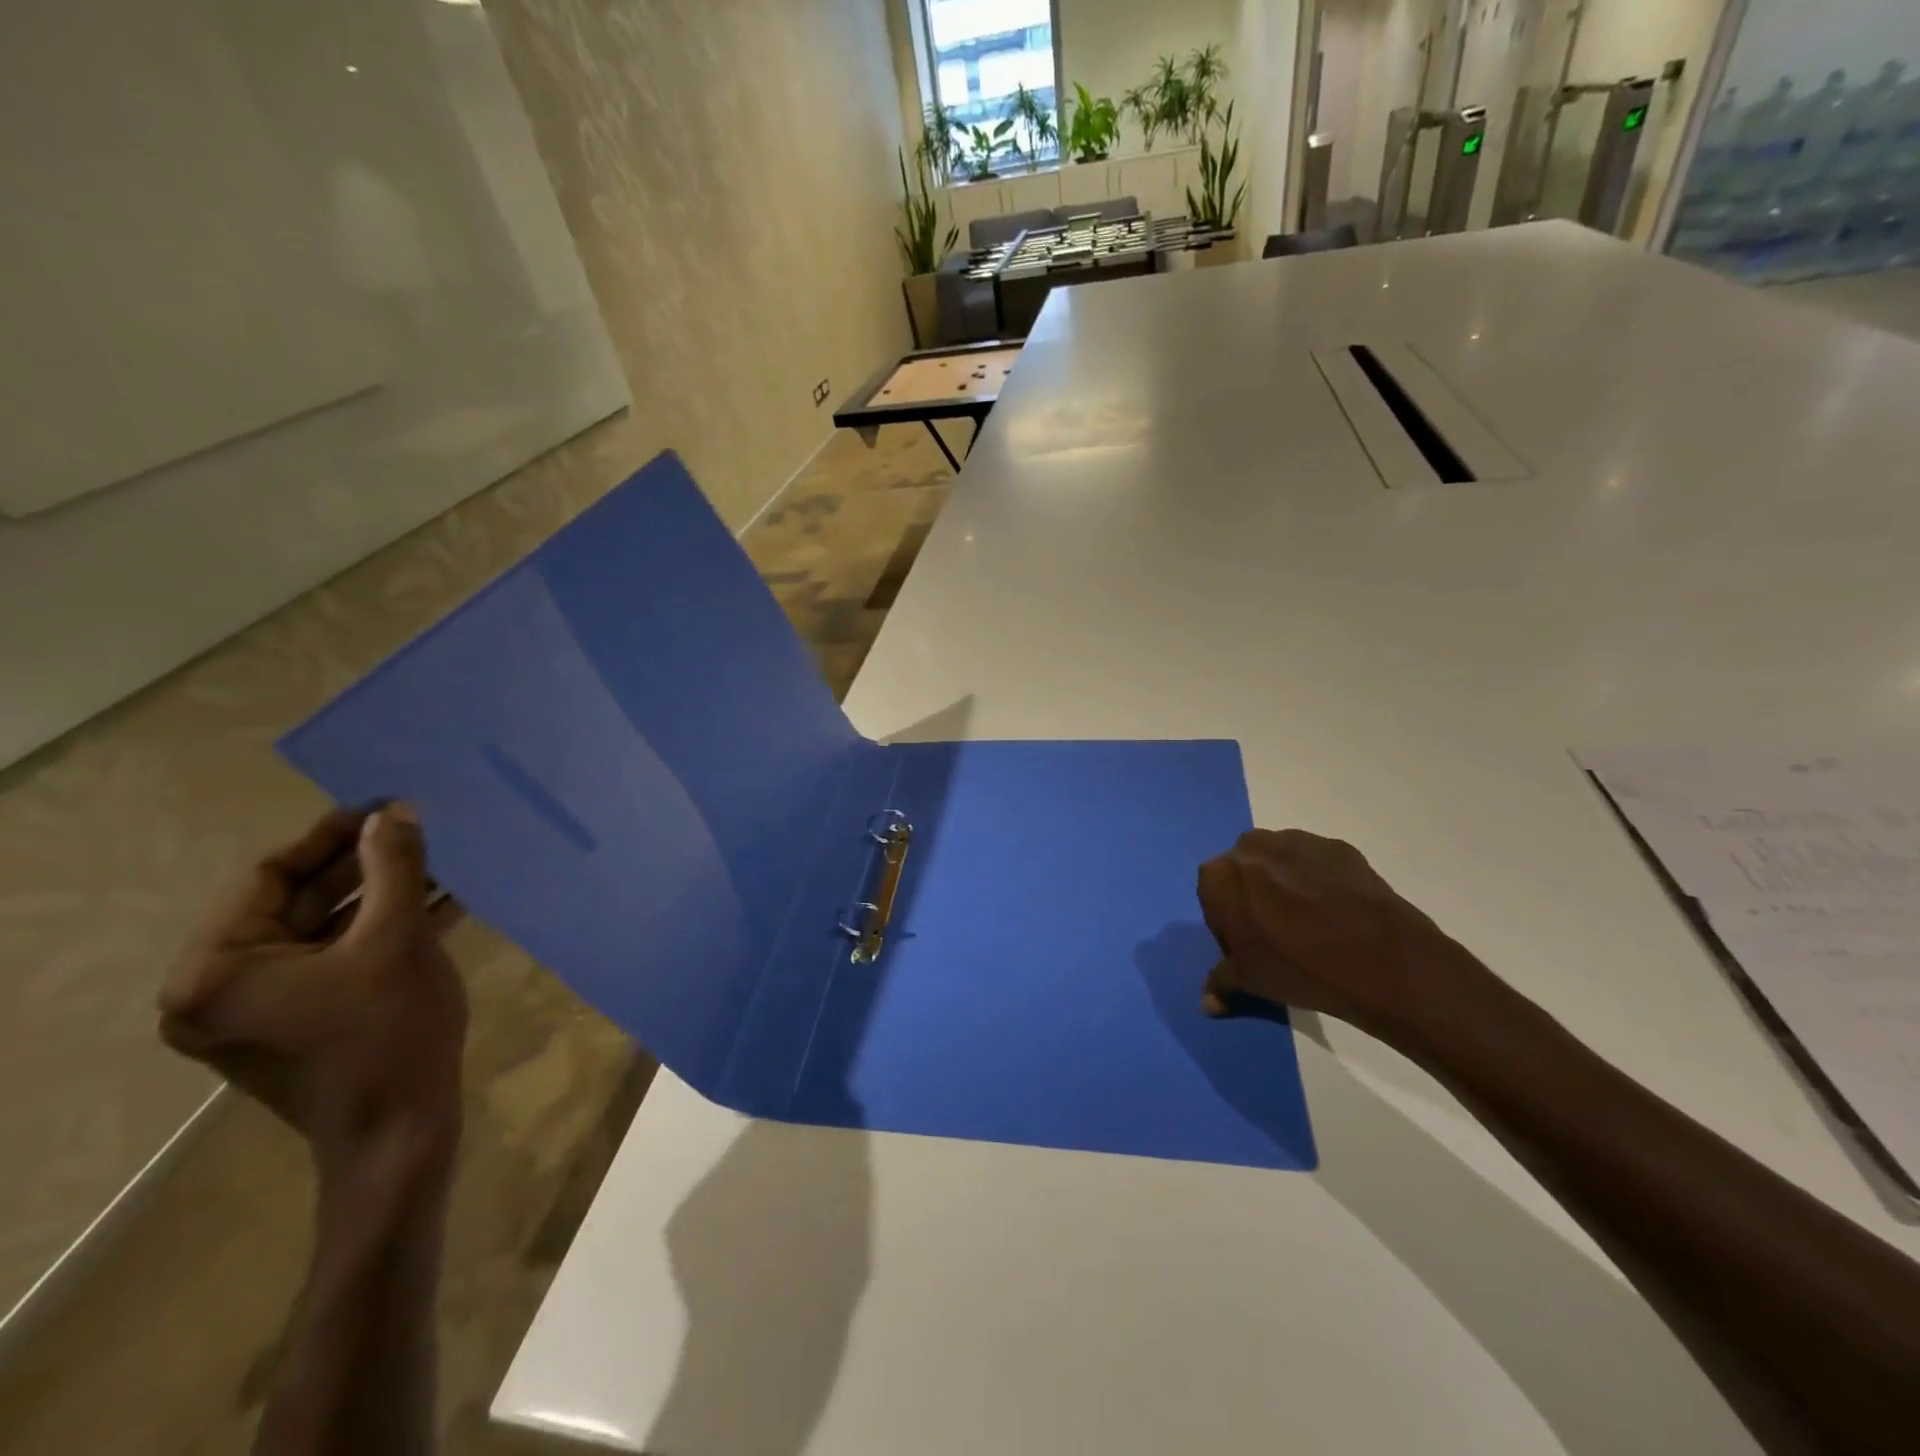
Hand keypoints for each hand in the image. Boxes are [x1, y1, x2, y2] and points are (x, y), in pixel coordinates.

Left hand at [159, 805, 467, 1180]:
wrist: (401, 1133)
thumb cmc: (389, 1034)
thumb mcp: (398, 939)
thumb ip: (396, 868)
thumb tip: (396, 811)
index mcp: (216, 969)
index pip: (270, 876)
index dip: (332, 835)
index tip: (387, 807)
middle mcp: (220, 987)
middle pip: (300, 901)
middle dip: (367, 864)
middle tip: (420, 831)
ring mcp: (261, 1008)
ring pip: (327, 928)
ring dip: (386, 894)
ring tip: (442, 860)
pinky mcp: (302, 1020)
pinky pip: (340, 957)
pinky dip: (386, 929)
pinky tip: (442, 901)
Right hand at [1197, 828, 1490, 1050]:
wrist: (1380, 959)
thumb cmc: (1298, 969)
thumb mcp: (1250, 982)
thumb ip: (1220, 982)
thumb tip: (1208, 1002)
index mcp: (1218, 876)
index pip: (1212, 897)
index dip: (1228, 924)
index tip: (1250, 947)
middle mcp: (1250, 847)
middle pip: (1244, 872)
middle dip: (1255, 896)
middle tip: (1279, 935)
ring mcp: (1296, 841)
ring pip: (1280, 862)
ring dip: (1286, 884)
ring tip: (1313, 923)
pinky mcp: (1337, 847)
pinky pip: (1318, 863)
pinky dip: (1321, 881)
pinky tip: (1339, 913)